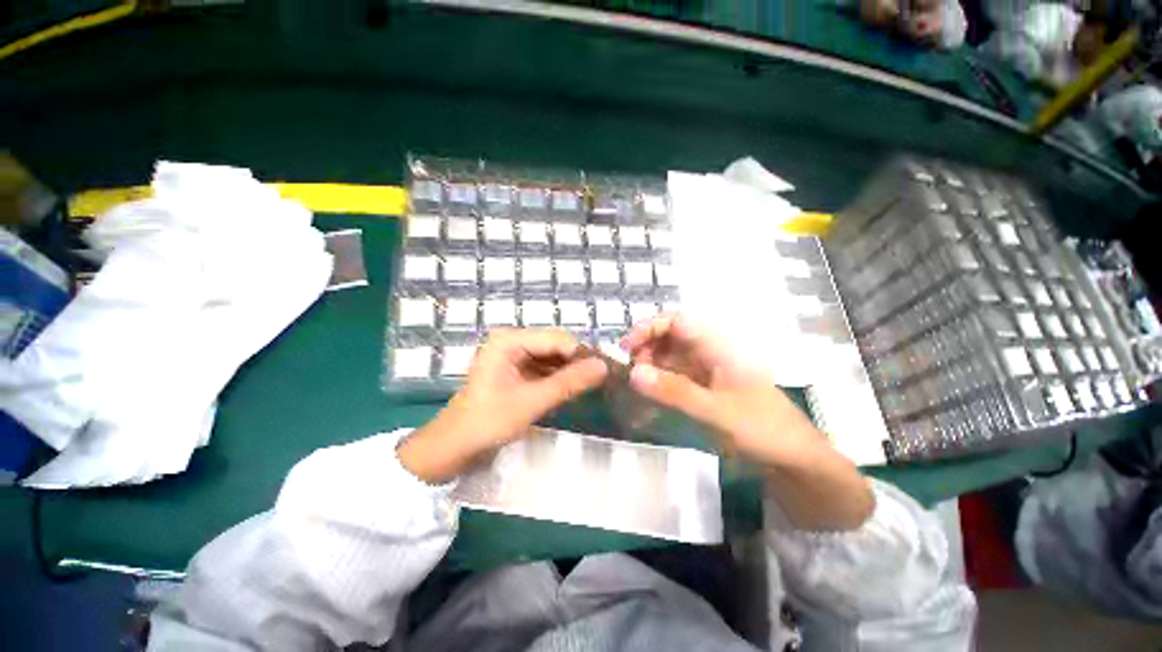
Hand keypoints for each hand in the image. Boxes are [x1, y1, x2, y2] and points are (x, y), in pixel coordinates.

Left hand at [398, 329, 607, 482]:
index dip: (582, 353)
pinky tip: (575, 387)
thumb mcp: (532, 402)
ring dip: (570, 370)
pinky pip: (544, 368)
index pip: (557, 339)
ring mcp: (513, 356)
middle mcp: (512, 341)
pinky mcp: (516, 370)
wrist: (453, 448)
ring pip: (552, 357)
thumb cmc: (487, 422)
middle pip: (555, 345)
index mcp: (509, 340)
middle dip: (578, 361)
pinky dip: (559, 378)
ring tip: (595, 383)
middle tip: (604, 377)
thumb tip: (603, 366)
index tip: (607, 368)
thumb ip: (568, 382)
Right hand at [622, 313, 823, 468]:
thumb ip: (674, 391)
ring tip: (634, 383)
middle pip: (670, 337)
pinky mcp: (704, 388)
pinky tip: (647, 393)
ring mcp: (706, 371)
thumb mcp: (716, 411)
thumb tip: (634, 373)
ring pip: (670, 356)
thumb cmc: (762, 429)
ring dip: (650, 364)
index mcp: (717, 347)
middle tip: (628, 369)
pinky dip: (659, 381)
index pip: (678, 321)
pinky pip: (674, 376)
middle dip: (645, 347)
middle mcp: (709, 353)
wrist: (793, 459)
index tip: (627, 347)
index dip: (649, 327)